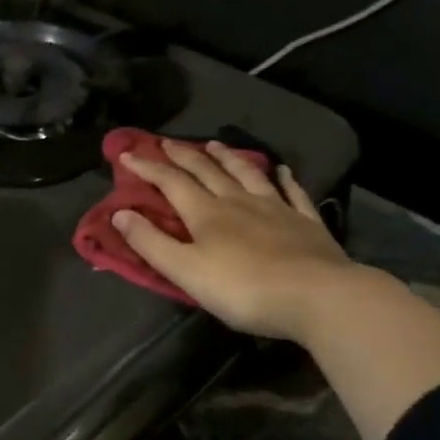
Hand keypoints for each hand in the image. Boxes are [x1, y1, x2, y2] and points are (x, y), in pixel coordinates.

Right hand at [113, 140, 359, 342]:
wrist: (319, 297)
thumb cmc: (244, 289)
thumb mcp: (186, 271)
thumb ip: (151, 242)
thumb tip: (120, 213)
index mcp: (206, 213)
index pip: (170, 182)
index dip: (147, 167)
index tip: (127, 154)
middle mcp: (238, 201)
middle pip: (206, 172)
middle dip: (183, 155)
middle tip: (167, 142)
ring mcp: (276, 209)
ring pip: (247, 174)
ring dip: (228, 158)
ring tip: (215, 145)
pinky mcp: (307, 223)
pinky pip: (293, 193)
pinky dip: (285, 179)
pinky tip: (282, 170)